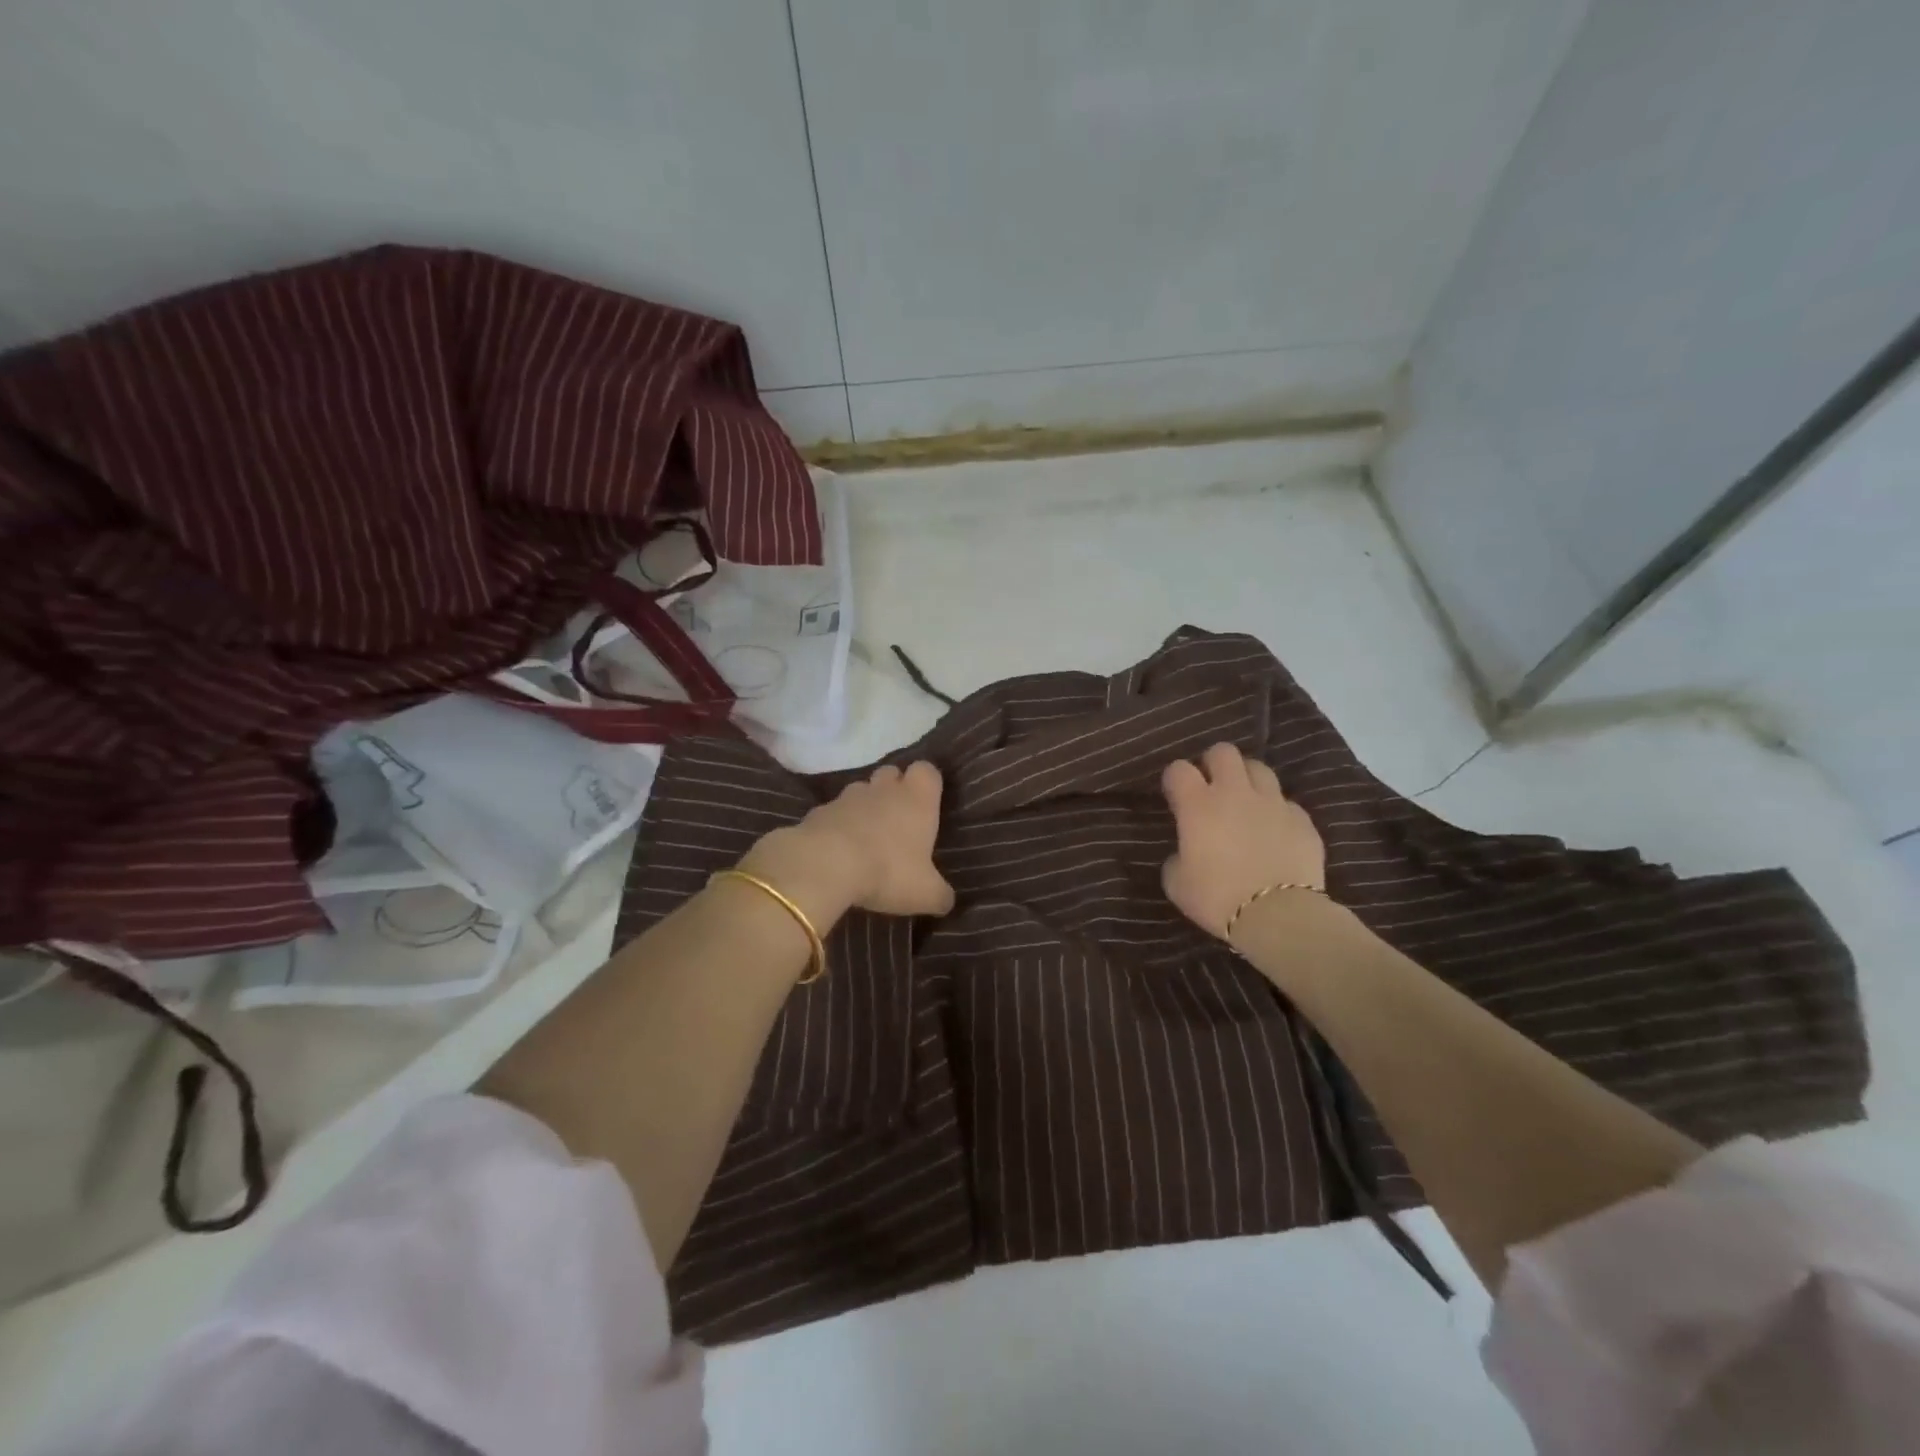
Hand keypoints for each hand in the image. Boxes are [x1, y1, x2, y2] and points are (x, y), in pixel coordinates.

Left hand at [741, 761, 955, 921]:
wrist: (825, 865)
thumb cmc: (887, 871)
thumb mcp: (925, 893)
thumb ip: (940, 894)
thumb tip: (947, 900)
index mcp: (917, 799)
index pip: (927, 771)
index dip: (928, 783)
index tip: (928, 802)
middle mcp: (884, 789)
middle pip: (892, 773)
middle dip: (894, 789)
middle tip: (898, 820)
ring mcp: (848, 796)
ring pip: (861, 790)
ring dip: (865, 807)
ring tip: (866, 836)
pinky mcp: (818, 811)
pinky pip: (833, 812)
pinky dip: (837, 824)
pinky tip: (837, 850)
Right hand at [1160, 742, 1325, 938]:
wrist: (1279, 917)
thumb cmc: (1218, 899)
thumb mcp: (1177, 883)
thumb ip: (1177, 858)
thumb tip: (1185, 853)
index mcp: (1198, 805)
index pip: (1179, 769)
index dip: (1175, 778)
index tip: (1175, 794)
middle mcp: (1235, 793)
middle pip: (1223, 752)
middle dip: (1213, 763)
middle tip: (1211, 786)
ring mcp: (1272, 803)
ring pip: (1259, 768)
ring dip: (1247, 779)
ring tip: (1245, 800)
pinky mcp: (1302, 820)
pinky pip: (1286, 803)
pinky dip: (1277, 812)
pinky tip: (1274, 831)